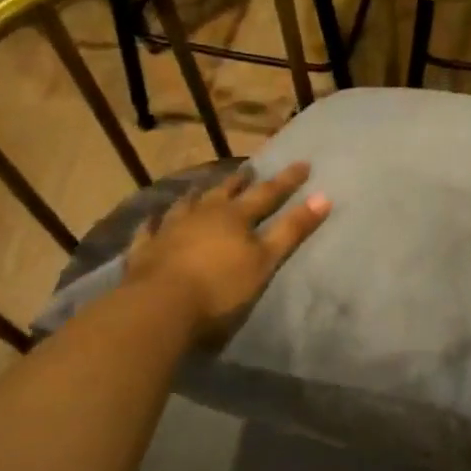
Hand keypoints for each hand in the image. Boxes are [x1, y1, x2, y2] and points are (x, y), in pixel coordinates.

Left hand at [123, 162, 330, 344]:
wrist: (160, 307)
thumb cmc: (220, 287)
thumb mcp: (265, 261)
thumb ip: (292, 230)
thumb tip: (325, 197)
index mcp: (235, 217)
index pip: (267, 194)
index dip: (287, 181)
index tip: (303, 164)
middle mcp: (202, 214)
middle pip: (224, 193)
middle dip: (239, 181)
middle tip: (248, 170)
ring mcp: (170, 229)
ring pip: (186, 204)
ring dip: (197, 195)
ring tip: (202, 187)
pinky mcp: (145, 249)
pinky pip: (150, 230)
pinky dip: (155, 223)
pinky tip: (153, 219)